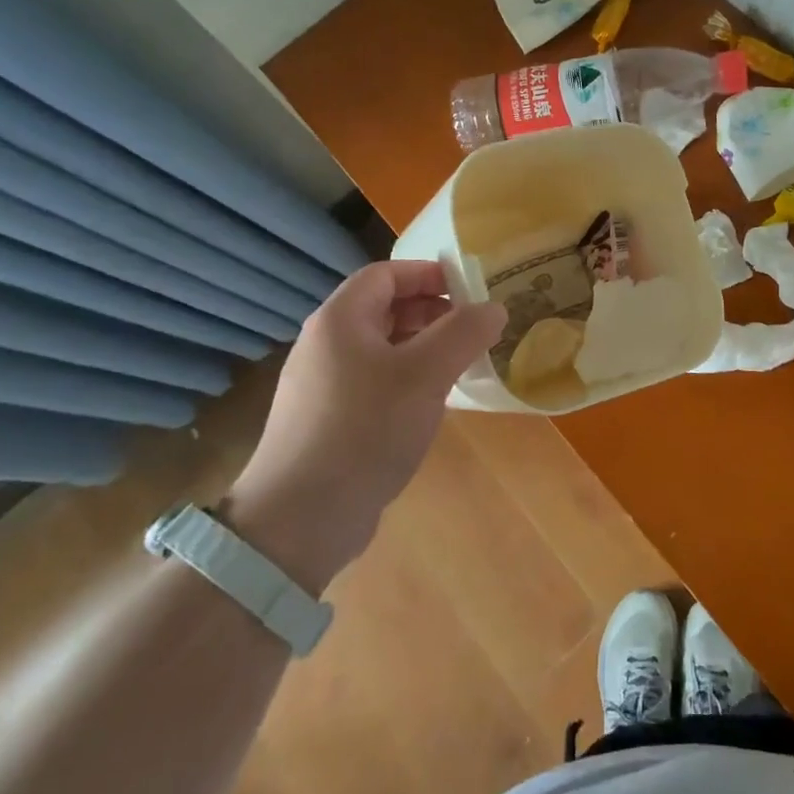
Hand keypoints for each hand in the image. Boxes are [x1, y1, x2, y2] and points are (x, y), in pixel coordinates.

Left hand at [222, 261, 503, 592]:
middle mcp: (325, 344)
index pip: (385, 274)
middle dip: (431, 312)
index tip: (470, 291)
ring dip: (422, 348)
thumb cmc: (365, 429)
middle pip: (383, 308)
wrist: (300, 519)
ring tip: (459, 366)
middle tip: (472, 331)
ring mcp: (322, 385)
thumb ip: (463, 333)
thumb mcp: (425, 375)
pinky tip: (429, 405)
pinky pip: (373, 382)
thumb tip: (494, 308)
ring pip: (381, 348)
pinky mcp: (327, 420)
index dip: (429, 274)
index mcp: (339, 319)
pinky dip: (406, 380)